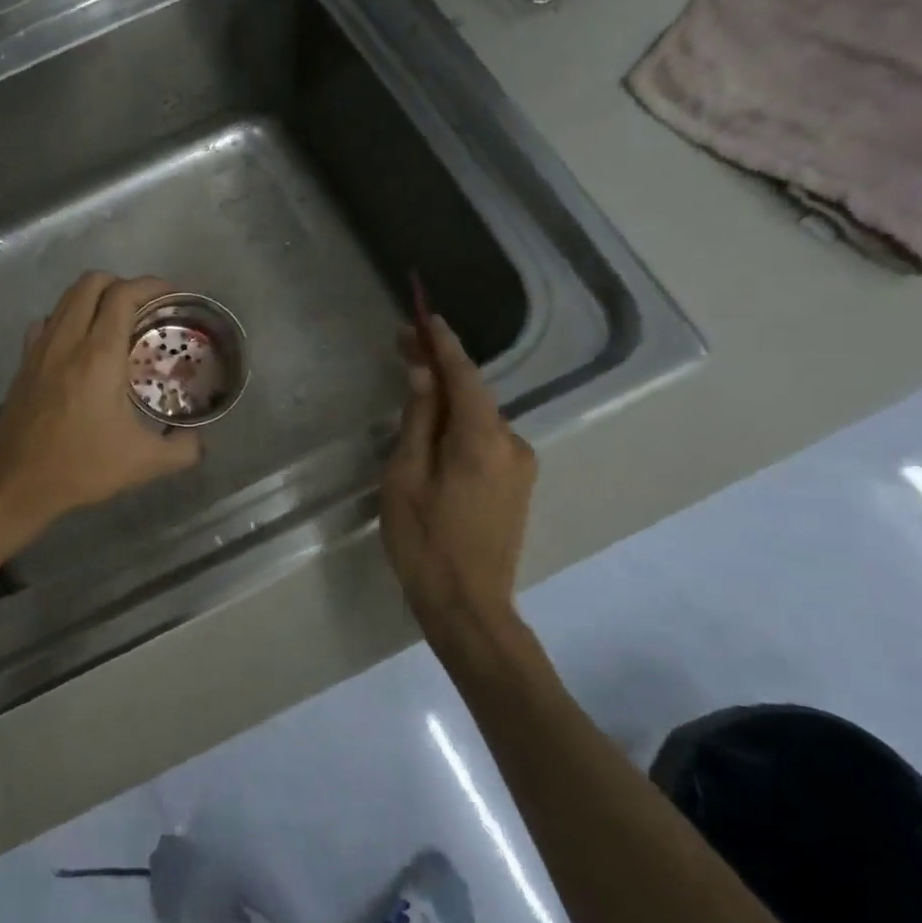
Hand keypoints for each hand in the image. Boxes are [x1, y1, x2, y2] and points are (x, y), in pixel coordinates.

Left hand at [0, 272, 202, 549]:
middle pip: (92, 282)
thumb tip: (199, 439)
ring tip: (116, 323)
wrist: (16, 483)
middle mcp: (67, 341)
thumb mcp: (143, 464)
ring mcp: (40, 348)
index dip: (152, 285)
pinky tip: (80, 346)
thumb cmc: (81, 467)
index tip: (172, 295)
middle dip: (123, 283)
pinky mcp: (24, 362)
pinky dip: (68, 318)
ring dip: (94, 298)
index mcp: (99, 355)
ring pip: (66, 298)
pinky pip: (48, 321)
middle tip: (145, 308)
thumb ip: (182, 449)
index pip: (123, 295)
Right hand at [380, 314, 536, 646]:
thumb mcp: (405, 479)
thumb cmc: (425, 542)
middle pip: (473, 394)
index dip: (443, 344)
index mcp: (482, 441)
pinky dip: (459, 424)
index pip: (464, 377)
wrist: (469, 606)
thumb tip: (422, 376)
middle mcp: (512, 444)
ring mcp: (520, 466)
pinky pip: (485, 440)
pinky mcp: (517, 484)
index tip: (425, 316)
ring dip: (448, 398)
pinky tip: (434, 428)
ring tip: (411, 388)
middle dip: (439, 368)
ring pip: (478, 418)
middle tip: (402, 345)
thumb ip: (417, 423)